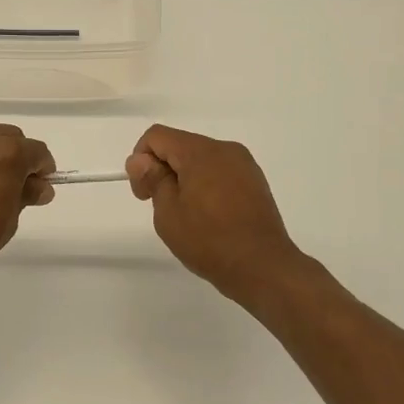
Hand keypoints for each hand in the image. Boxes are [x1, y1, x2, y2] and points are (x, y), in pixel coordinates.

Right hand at [126, 124, 309, 304]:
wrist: (263, 267)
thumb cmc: (209, 240)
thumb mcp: (168, 212)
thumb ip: (152, 179)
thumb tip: (141, 159)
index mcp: (201, 151)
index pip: (157, 136)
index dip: (141, 160)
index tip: (144, 193)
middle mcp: (225, 149)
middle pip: (180, 145)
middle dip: (163, 170)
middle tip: (161, 207)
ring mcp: (244, 165)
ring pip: (201, 159)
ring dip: (185, 178)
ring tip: (187, 215)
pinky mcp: (256, 181)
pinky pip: (221, 172)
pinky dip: (206, 185)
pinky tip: (209, 216)